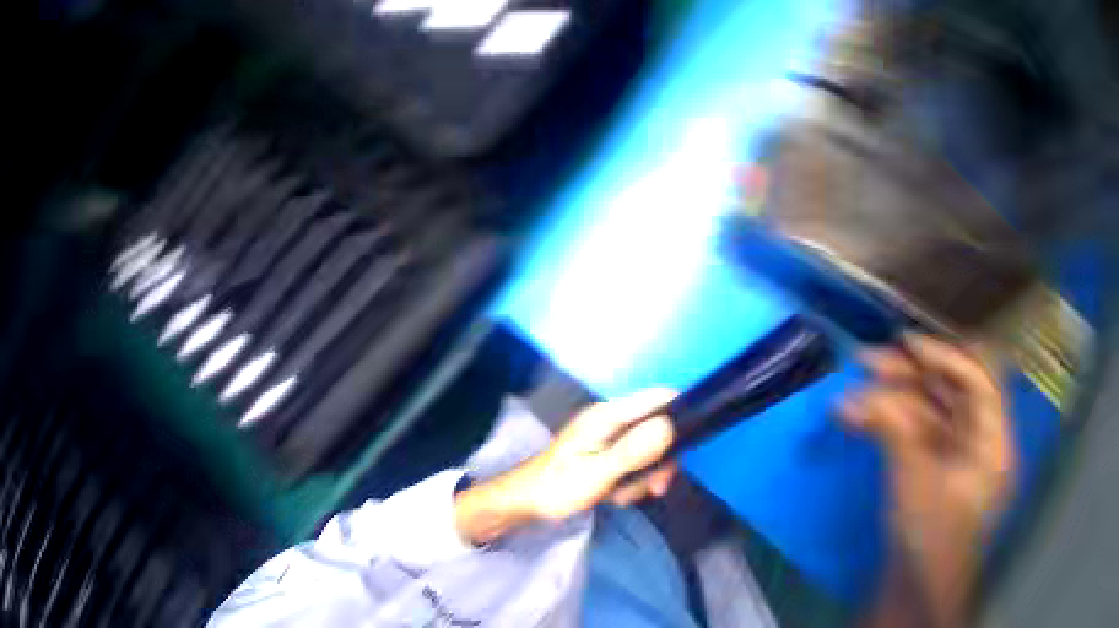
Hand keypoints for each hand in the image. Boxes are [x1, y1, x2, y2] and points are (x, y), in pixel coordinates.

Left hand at [455, 390, 678, 544]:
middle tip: (654, 487)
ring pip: (644, 446)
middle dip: (657, 458)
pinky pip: (631, 455)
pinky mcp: (605, 444)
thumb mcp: (599, 473)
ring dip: (642, 473)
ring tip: (621, 494)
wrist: (531, 497)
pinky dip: (630, 475)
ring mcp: (607, 431)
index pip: (653, 398)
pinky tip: (615, 493)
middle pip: (653, 426)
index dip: (677, 410)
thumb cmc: (561, 484)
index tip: (690, 441)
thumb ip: (633, 450)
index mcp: (608, 415)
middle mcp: (610, 416)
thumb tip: (668, 425)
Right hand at [841, 334, 1015, 625]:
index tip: (905, 341)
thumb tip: (865, 397)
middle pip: (941, 390)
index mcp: (989, 443)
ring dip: (877, 397)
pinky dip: (869, 416)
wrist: (916, 568)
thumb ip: (897, 433)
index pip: (978, 386)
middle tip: (863, 360)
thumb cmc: (931, 529)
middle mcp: (969, 436)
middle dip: (904, 373)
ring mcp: (941, 445)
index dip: (947, 358)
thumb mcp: (916, 480)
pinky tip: (845, 418)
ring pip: (912, 404)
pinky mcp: (916, 452)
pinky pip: (893, 422)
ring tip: (844, 402)